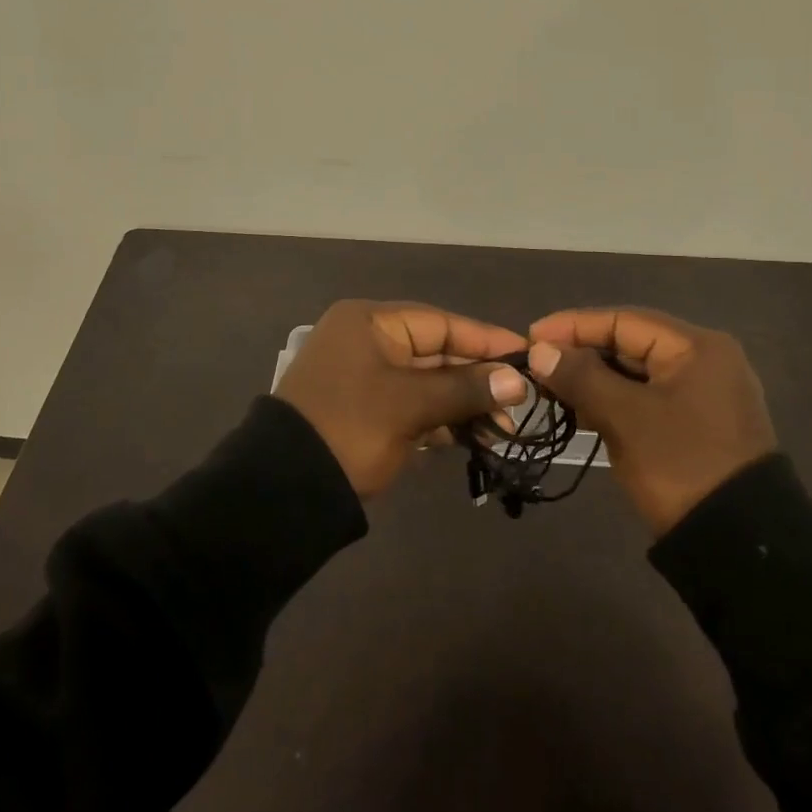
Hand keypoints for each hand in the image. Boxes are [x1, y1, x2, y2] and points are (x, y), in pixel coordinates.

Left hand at [276, 300, 528, 499]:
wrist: (285, 489)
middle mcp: (368, 342)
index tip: (526, 354)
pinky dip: (442, 421)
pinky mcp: (368, 411)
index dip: (485, 340)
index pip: (440, 323)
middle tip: (520, 402)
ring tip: (503, 428)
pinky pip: (414, 406)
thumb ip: (465, 389)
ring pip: (428, 383)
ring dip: (463, 404)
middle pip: (436, 353)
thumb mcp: (409, 405)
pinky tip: (475, 438)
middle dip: (478, 379)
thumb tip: (517, 381)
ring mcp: (367, 378)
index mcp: (370, 323)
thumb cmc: (350, 427)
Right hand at [526, 307, 777, 535]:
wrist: (739, 547)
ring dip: (593, 379)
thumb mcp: (626, 418)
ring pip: (635, 373)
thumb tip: (539, 351)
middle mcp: (704, 361)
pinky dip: (613, 401)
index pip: (623, 320)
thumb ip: (580, 377)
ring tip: (550, 388)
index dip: (573, 326)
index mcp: (697, 347)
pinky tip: (581, 410)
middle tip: (536, 366)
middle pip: (630, 344)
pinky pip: (645, 398)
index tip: (531, 337)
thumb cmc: (681, 466)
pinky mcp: (696, 425)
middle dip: (581, 354)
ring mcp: (703, 395)